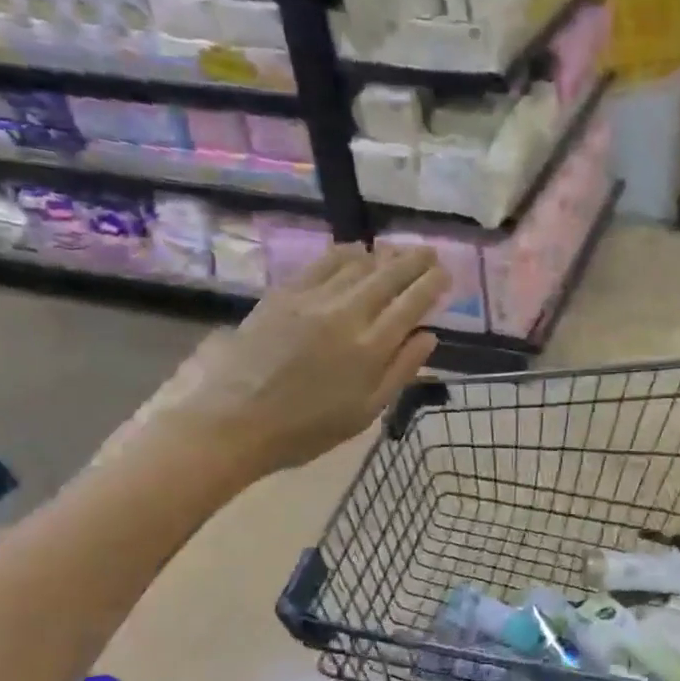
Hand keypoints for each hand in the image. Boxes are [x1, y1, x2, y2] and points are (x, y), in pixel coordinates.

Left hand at [106, 244, 446, 485]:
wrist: (234, 421)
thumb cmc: (306, 429)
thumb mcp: (365, 413)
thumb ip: (400, 371)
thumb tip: (429, 337)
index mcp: (371, 348)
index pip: (411, 304)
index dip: (432, 285)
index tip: (445, 273)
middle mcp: (346, 314)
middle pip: (388, 277)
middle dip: (413, 261)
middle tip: (430, 252)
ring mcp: (312, 300)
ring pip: (356, 265)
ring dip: (382, 255)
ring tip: (397, 251)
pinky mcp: (283, 294)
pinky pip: (321, 264)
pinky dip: (343, 254)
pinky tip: (353, 252)